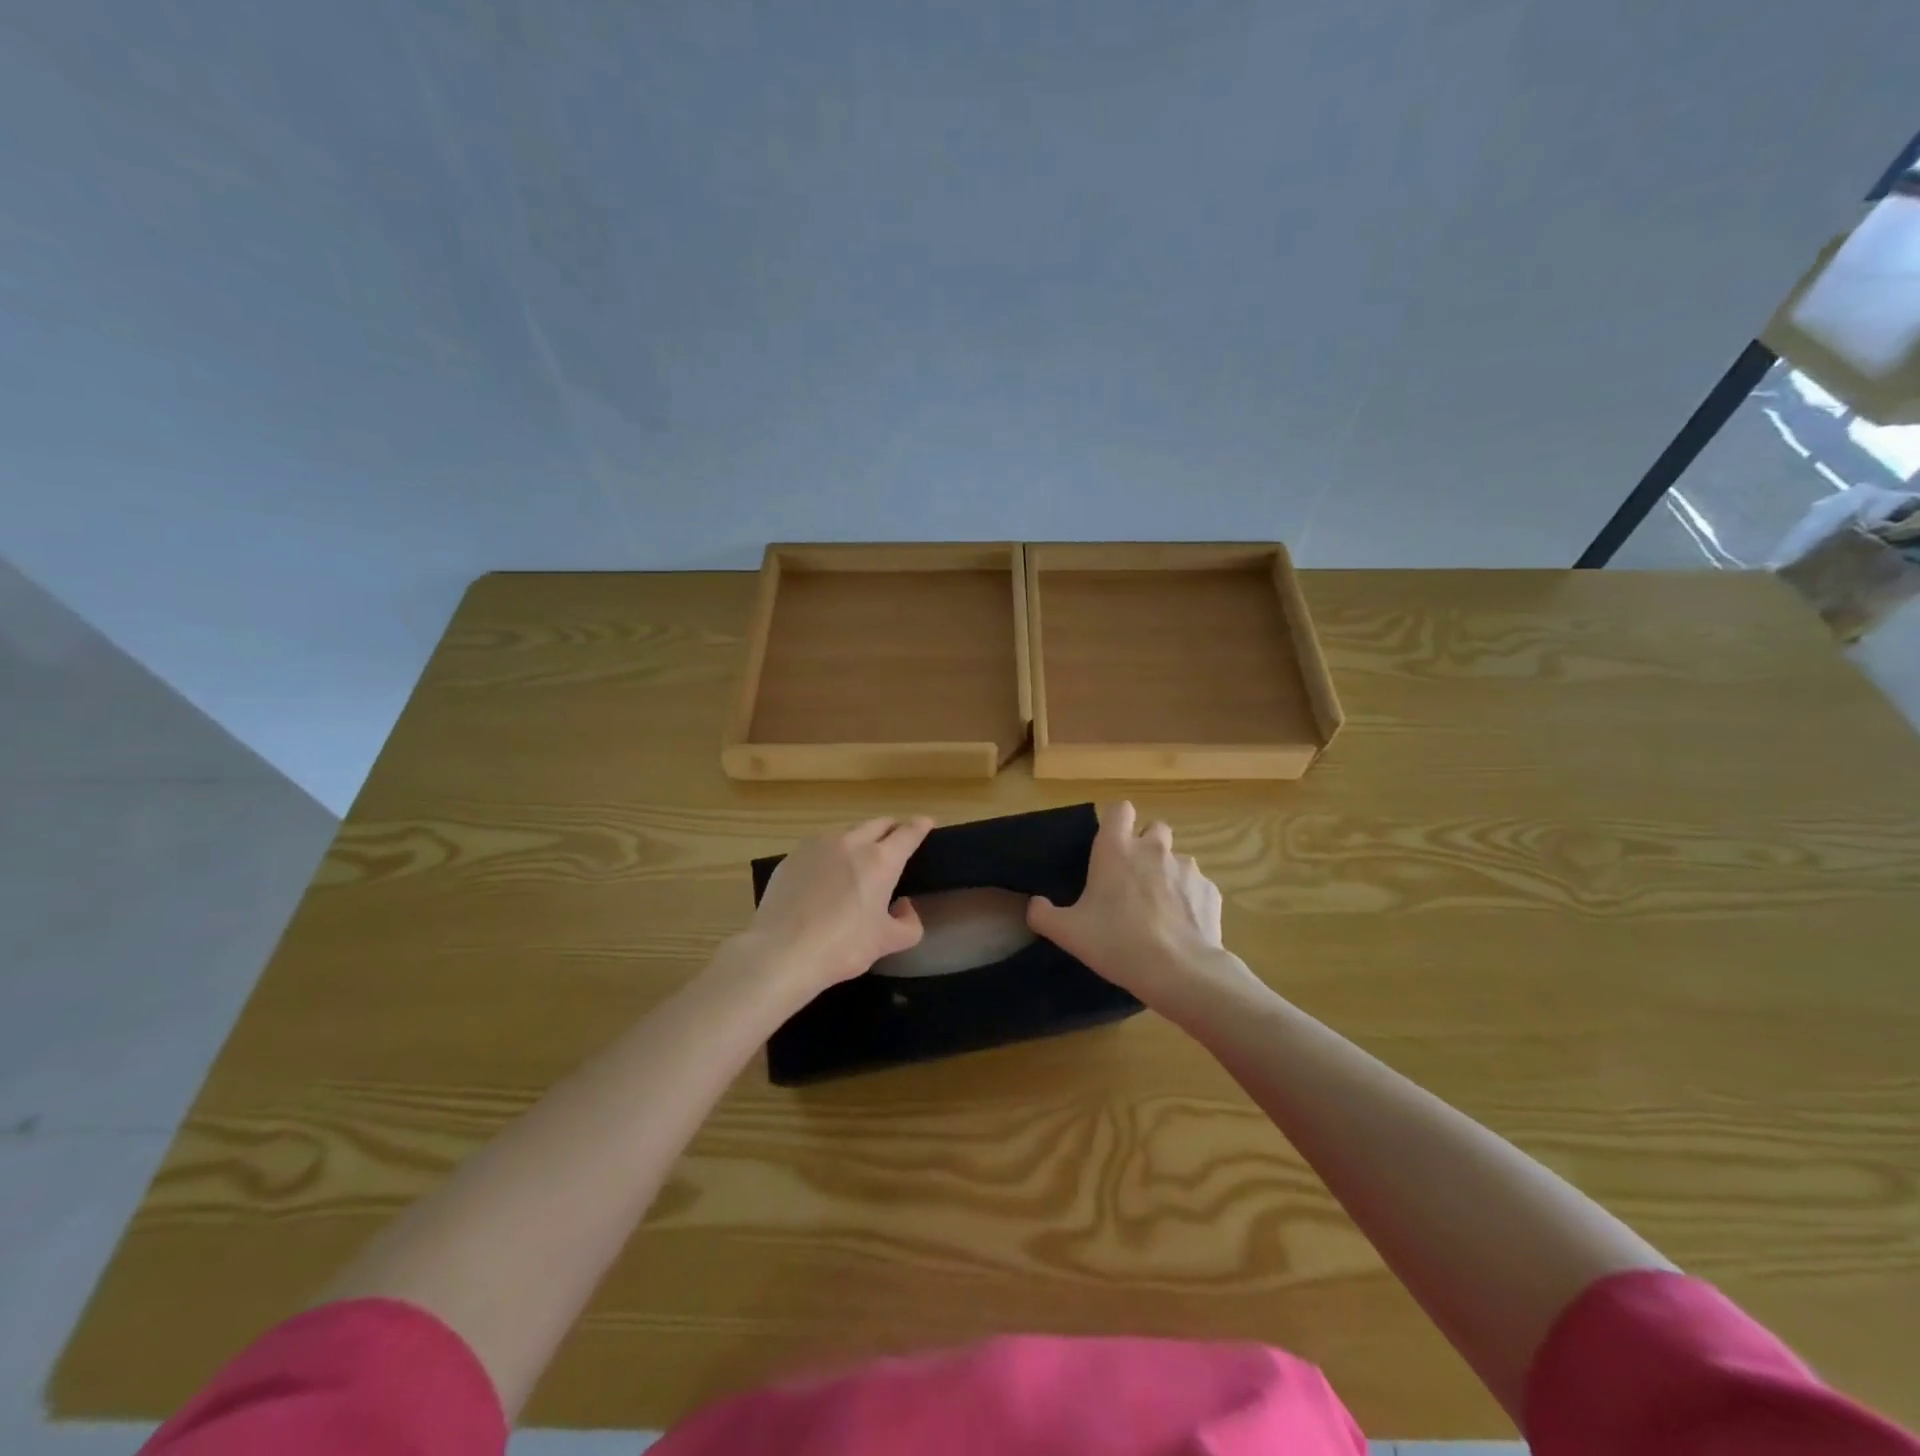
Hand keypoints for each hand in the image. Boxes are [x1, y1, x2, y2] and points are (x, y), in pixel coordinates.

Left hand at [737, 816, 934, 999]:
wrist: (781, 952)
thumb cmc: (842, 947)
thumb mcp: (887, 942)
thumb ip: (908, 923)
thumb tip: (903, 907)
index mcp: (880, 860)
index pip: (908, 833)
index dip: (920, 826)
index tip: (926, 823)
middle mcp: (850, 842)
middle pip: (878, 823)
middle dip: (891, 828)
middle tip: (896, 842)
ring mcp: (817, 846)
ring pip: (847, 831)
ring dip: (860, 838)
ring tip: (859, 859)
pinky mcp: (792, 857)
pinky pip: (819, 846)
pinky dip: (831, 853)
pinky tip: (826, 876)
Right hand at [1027, 802, 1244, 1015]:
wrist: (1180, 972)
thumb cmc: (1117, 943)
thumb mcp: (1068, 933)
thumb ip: (1043, 914)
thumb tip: (1035, 904)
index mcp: (1117, 850)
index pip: (1120, 810)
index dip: (1117, 823)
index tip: (1111, 845)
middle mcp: (1154, 849)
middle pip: (1155, 828)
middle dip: (1146, 845)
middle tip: (1134, 877)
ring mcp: (1187, 868)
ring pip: (1177, 859)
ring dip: (1168, 874)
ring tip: (1160, 908)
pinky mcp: (1210, 890)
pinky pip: (1197, 886)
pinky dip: (1189, 899)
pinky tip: (1181, 926)